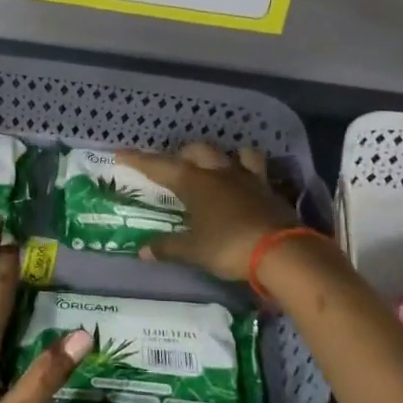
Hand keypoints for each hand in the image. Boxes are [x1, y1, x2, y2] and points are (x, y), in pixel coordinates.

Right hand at [117, 142, 300, 281]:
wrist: (282, 252)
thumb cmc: (228, 247)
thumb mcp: (193, 250)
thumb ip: (167, 247)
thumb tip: (142, 251)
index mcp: (195, 182)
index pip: (159, 166)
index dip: (138, 160)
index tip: (120, 153)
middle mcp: (220, 172)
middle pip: (197, 151)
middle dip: (183, 155)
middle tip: (175, 167)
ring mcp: (248, 178)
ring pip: (234, 153)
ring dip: (222, 156)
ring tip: (216, 166)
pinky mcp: (270, 189)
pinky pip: (257, 170)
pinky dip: (247, 171)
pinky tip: (245, 183)